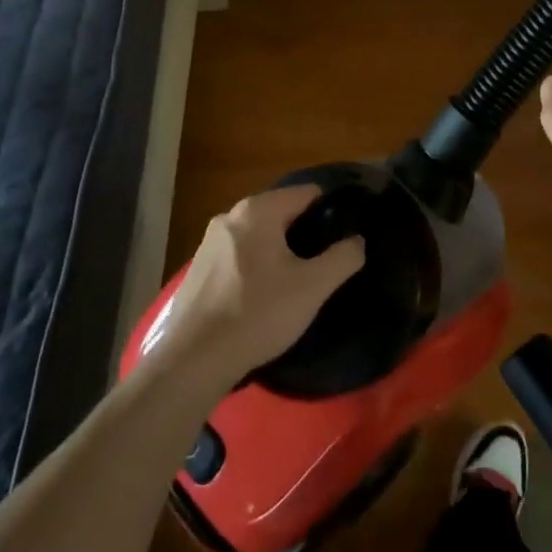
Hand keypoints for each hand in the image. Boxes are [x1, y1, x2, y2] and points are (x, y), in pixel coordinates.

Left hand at [152, 186, 364, 381]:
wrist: (195, 358)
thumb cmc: (259, 313)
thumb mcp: (313, 287)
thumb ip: (343, 257)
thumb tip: (357, 240)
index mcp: (257, 210)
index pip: (306, 193)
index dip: (331, 209)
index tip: (347, 232)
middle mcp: (229, 216)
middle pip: (280, 213)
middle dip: (304, 231)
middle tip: (326, 259)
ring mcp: (208, 243)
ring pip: (258, 236)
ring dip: (279, 250)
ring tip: (299, 279)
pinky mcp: (198, 269)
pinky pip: (238, 255)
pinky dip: (256, 265)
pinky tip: (264, 294)